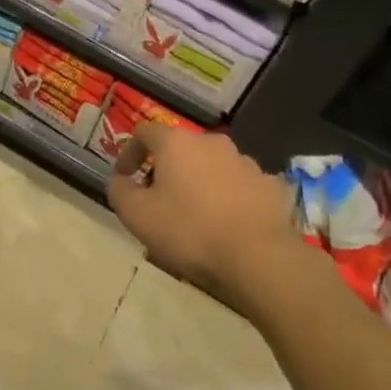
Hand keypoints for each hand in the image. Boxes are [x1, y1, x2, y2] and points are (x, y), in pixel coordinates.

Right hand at [105, 124, 305, 305]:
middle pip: (181, 148)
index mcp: (177, 143)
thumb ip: (119, 190)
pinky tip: (228, 223)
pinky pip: (241, 185)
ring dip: (200, 182)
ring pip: (213, 166)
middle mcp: (212, 142)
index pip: (145, 132)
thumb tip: (120, 180)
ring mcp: (246, 162)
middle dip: (166, 169)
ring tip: (196, 215)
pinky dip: (230, 197)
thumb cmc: (189, 231)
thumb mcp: (136, 215)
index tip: (125, 178)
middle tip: (159, 200)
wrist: (258, 258)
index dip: (130, 152)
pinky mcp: (271, 185)